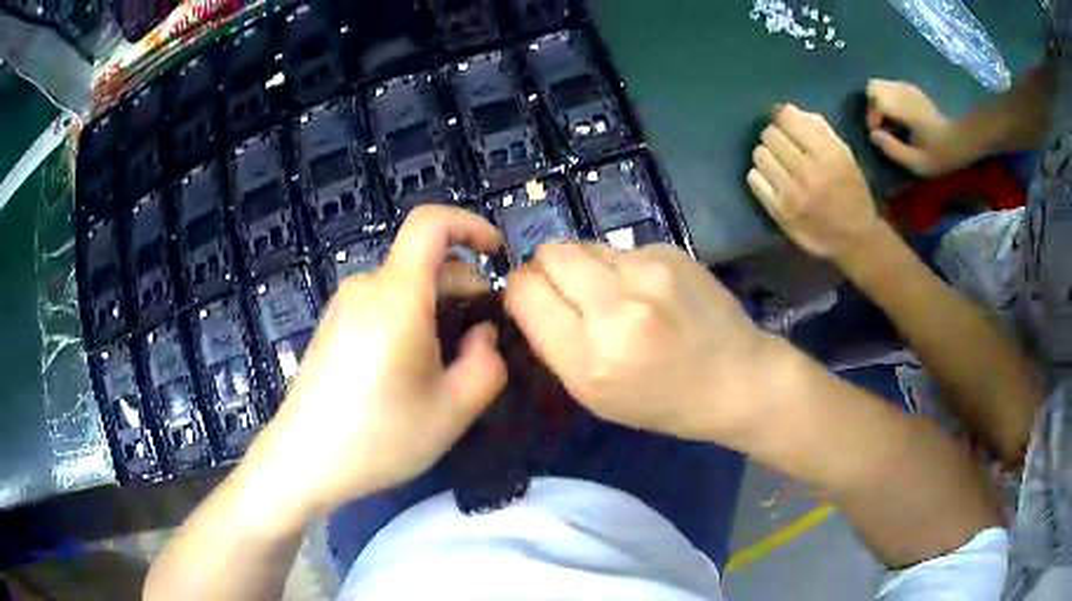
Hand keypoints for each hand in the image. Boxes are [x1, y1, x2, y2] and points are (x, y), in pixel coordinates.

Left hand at [243, 206, 506, 517]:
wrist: (303, 462)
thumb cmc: (379, 437)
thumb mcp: (453, 411)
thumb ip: (488, 364)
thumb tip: (482, 335)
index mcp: (396, 295)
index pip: (431, 224)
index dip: (471, 225)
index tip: (498, 256)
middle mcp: (366, 287)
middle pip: (424, 263)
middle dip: (464, 289)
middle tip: (483, 342)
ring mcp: (343, 306)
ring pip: (405, 287)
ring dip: (438, 310)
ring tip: (448, 365)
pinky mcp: (332, 326)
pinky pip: (382, 305)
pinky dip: (410, 320)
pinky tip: (411, 371)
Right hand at [504, 243, 773, 443]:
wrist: (739, 380)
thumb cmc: (664, 402)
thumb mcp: (595, 396)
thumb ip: (554, 343)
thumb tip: (531, 294)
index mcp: (590, 358)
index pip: (524, 290)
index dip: (521, 291)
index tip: (533, 302)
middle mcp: (617, 307)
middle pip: (548, 254)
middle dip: (546, 269)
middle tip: (568, 293)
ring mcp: (649, 272)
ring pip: (582, 244)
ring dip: (583, 266)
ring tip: (610, 293)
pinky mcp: (671, 251)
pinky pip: (620, 248)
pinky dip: (619, 266)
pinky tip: (646, 290)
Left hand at [748, 104, 881, 262]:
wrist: (854, 238)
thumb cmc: (852, 191)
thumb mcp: (844, 155)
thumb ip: (819, 129)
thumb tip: (787, 109)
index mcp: (827, 153)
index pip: (786, 118)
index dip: (782, 117)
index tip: (785, 123)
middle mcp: (807, 171)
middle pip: (769, 134)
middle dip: (775, 136)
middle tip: (783, 147)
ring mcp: (791, 192)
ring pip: (759, 154)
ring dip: (767, 155)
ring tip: (778, 164)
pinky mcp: (779, 211)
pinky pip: (753, 179)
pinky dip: (760, 175)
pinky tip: (772, 180)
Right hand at [866, 79, 962, 176]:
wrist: (961, 139)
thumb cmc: (941, 154)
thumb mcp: (918, 162)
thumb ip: (893, 150)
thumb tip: (874, 136)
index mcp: (905, 108)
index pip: (876, 101)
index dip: (872, 118)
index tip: (879, 136)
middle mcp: (903, 92)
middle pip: (873, 87)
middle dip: (871, 106)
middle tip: (880, 126)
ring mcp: (908, 88)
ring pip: (880, 85)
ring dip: (879, 102)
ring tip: (889, 123)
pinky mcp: (912, 90)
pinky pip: (890, 88)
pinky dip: (888, 100)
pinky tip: (898, 117)